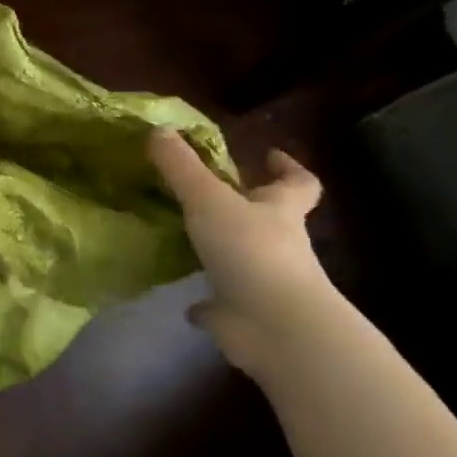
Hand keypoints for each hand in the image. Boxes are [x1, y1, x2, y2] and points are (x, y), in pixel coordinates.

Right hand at [148, 129, 333, 372]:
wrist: (274, 326)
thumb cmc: (251, 251)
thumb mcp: (209, 199)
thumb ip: (181, 167)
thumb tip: (158, 130)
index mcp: (279, 212)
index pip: (298, 184)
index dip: (288, 168)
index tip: (271, 155)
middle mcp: (278, 245)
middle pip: (270, 220)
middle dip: (247, 208)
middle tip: (211, 195)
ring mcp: (263, 282)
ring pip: (244, 260)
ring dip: (222, 252)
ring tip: (184, 241)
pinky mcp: (243, 315)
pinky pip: (222, 304)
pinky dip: (207, 301)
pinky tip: (184, 299)